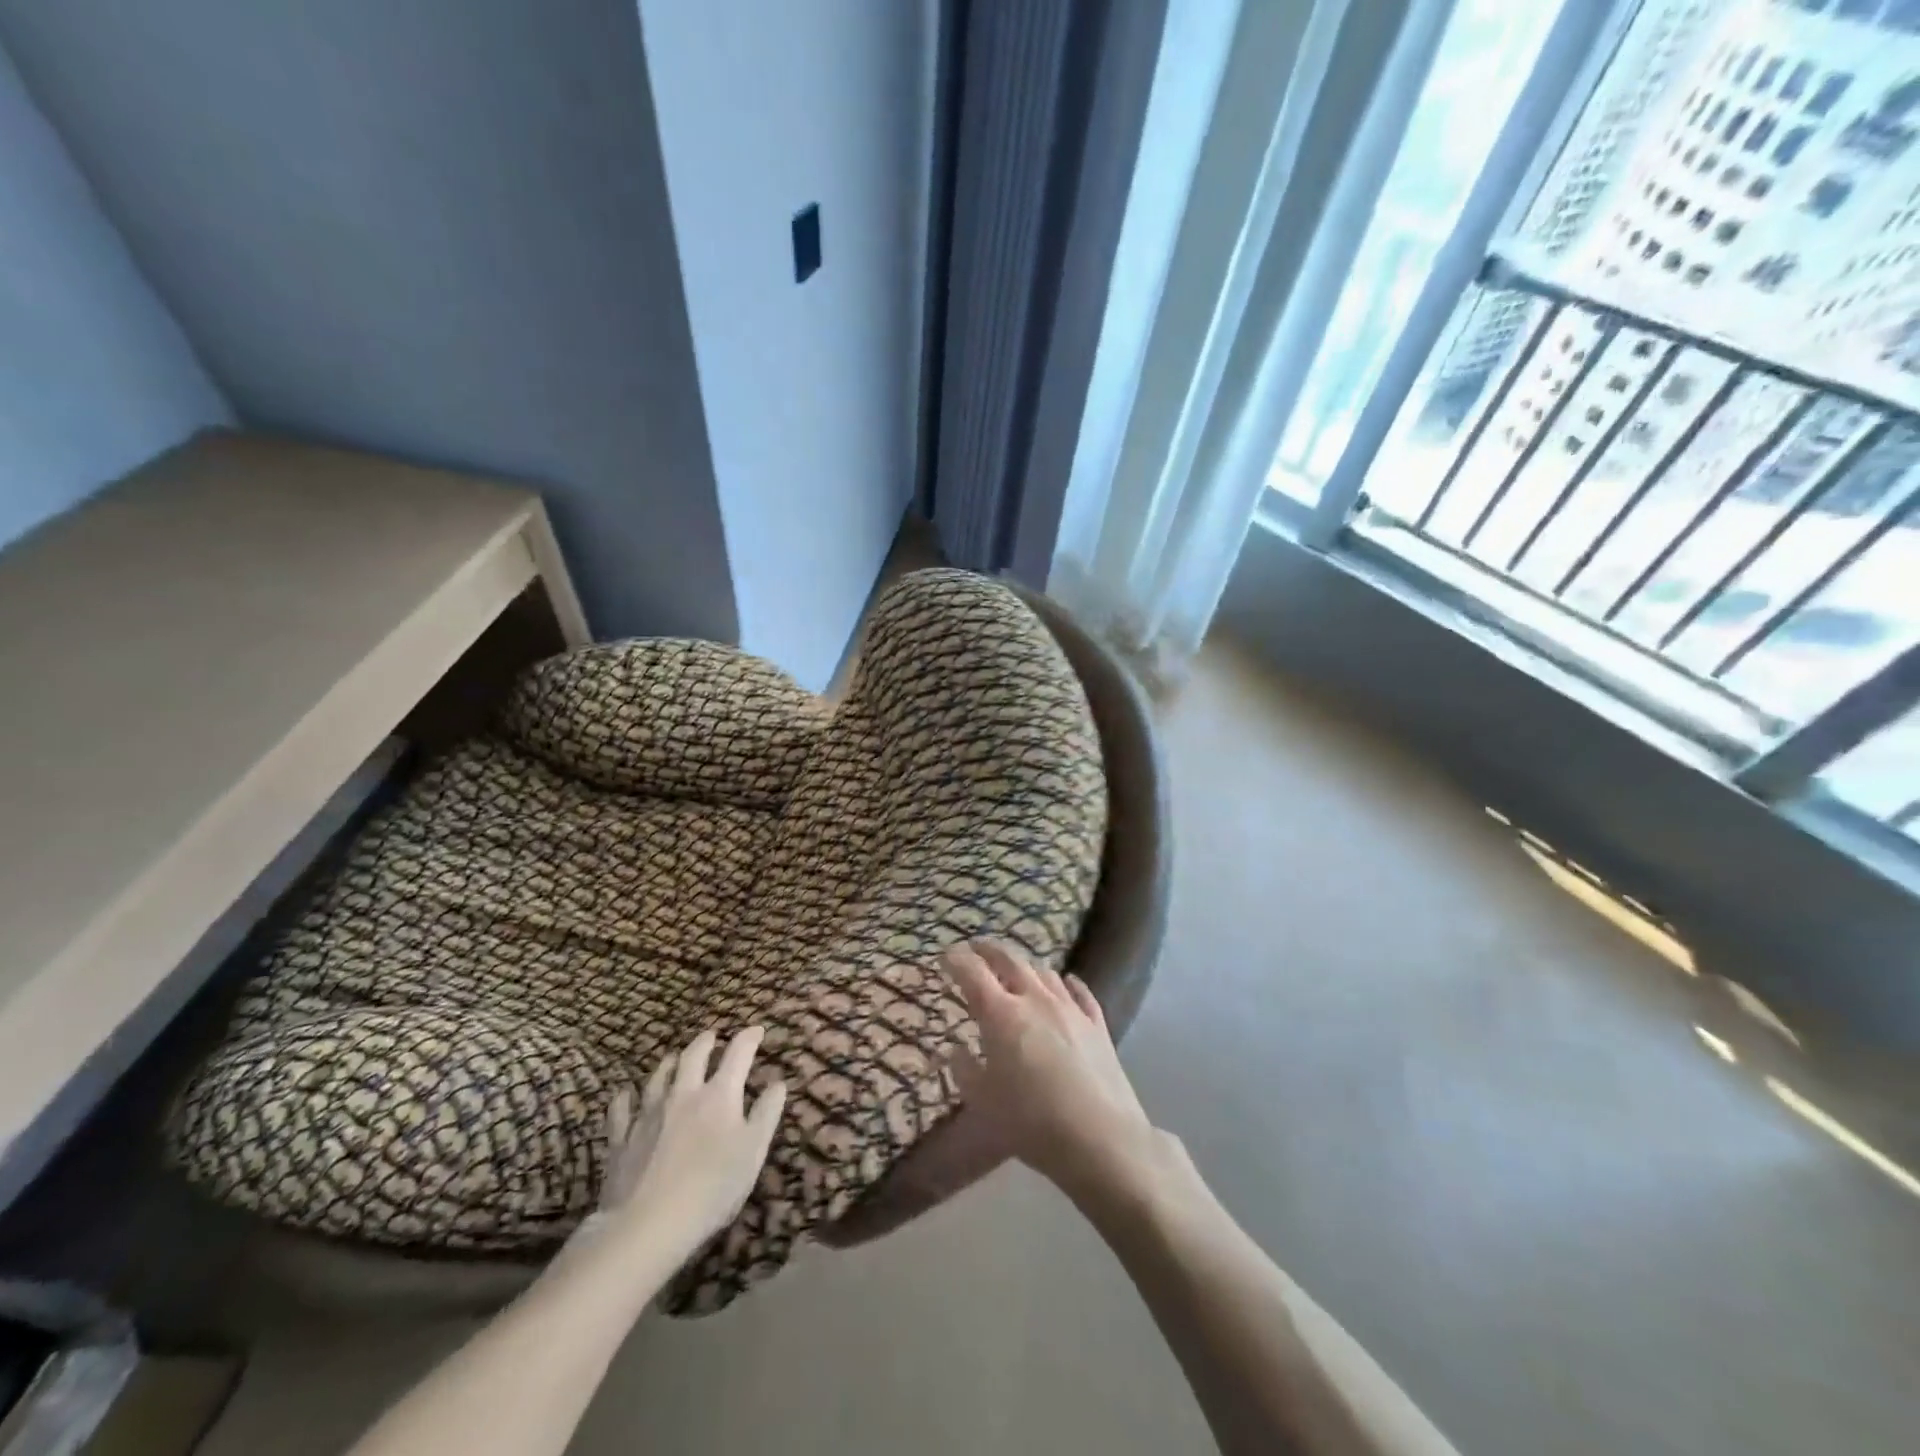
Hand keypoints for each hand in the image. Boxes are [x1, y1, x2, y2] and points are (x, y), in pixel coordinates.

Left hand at [581, 1026, 785, 1268]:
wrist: (647, 1225)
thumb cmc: (712, 1189)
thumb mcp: (753, 1152)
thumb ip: (766, 1114)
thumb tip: (778, 1083)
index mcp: (719, 1095)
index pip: (738, 1054)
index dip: (749, 1038)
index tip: (757, 1030)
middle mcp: (683, 1094)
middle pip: (693, 1056)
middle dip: (705, 1042)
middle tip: (712, 1036)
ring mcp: (649, 1114)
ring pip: (658, 1076)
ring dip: (669, 1063)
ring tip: (674, 1058)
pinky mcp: (622, 1139)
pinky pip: (621, 1109)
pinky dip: (625, 1097)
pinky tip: (625, 1095)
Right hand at [942, 941, 1157, 1203]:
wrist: (1100, 1137)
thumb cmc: (1031, 1121)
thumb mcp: (983, 1101)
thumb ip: (964, 1069)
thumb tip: (955, 1048)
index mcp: (1001, 1014)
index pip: (973, 973)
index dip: (956, 960)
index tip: (945, 956)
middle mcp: (1034, 999)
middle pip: (1010, 960)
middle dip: (989, 950)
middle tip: (976, 948)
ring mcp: (1069, 1008)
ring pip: (1044, 972)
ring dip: (1025, 965)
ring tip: (1016, 968)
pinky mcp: (1097, 1023)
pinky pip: (1080, 992)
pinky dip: (1068, 982)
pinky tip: (1067, 981)